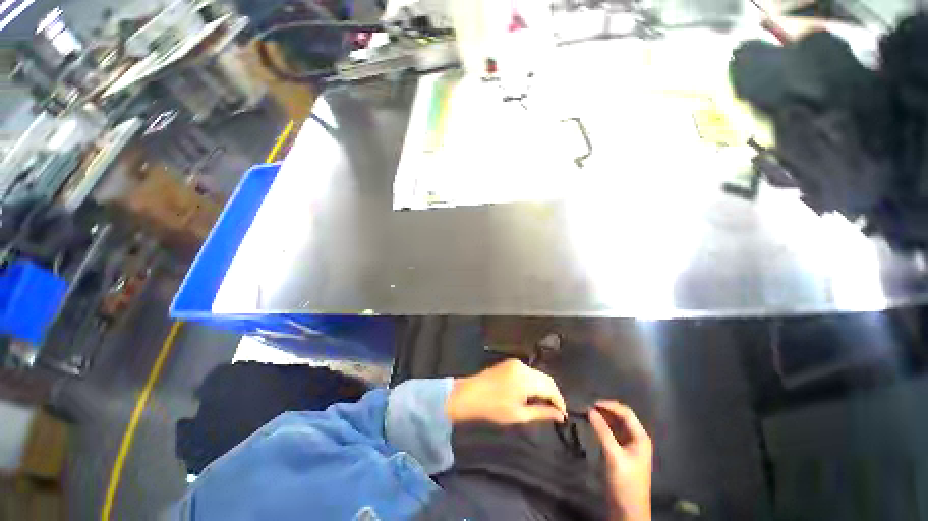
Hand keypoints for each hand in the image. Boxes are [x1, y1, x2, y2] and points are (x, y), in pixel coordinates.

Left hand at [446, 359, 566, 424]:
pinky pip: (528, 371)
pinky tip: (531, 393)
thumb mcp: (519, 415)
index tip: (563, 414)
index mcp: (525, 379)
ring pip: (537, 374)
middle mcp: (522, 366)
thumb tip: (560, 415)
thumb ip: (542, 413)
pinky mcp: (510, 362)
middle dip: (553, 394)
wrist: (470, 394)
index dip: (559, 401)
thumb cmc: (494, 408)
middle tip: (555, 411)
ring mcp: (515, 363)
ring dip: (544, 388)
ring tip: (544, 404)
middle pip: (546, 379)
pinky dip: (534, 382)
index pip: (551, 387)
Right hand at [589, 401, 652, 520]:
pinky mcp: (622, 451)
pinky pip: (612, 433)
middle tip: (587, 408)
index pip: (625, 412)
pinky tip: (593, 425)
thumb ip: (602, 431)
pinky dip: (603, 427)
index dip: (608, 405)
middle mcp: (636, 438)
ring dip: (603, 418)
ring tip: (587, 414)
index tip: (591, 403)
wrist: (628, 509)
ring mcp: (629, 445)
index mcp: (640, 437)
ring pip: (615, 424)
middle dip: (605, 410)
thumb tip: (590, 410)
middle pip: (621, 417)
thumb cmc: (624, 482)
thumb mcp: (613, 455)